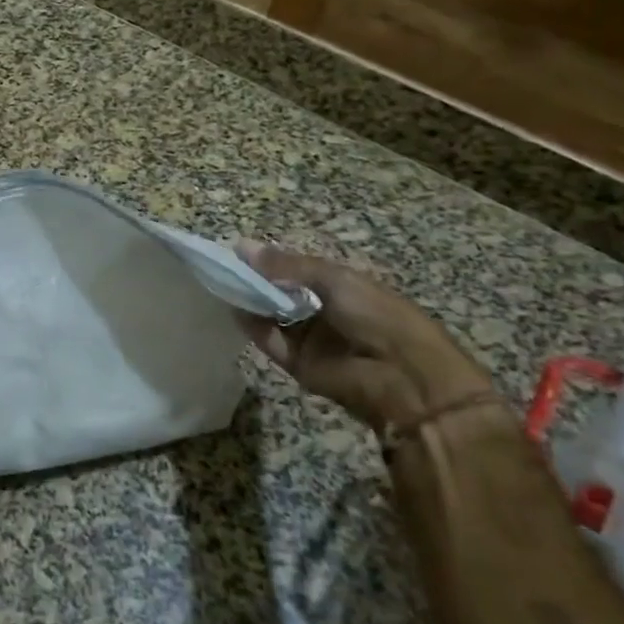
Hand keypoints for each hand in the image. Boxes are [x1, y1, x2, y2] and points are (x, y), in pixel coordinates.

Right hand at [237, 243, 491, 434]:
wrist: (403, 378)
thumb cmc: (376, 315)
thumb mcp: (333, 279)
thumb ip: (286, 265)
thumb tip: (241, 245)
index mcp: (339, 285)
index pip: (295, 269)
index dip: (268, 260)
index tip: (236, 250)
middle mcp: (322, 310)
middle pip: (279, 292)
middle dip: (254, 280)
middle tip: (222, 266)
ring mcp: (309, 338)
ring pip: (271, 315)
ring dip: (249, 301)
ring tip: (220, 283)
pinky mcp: (298, 364)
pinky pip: (270, 341)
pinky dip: (252, 327)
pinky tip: (232, 308)